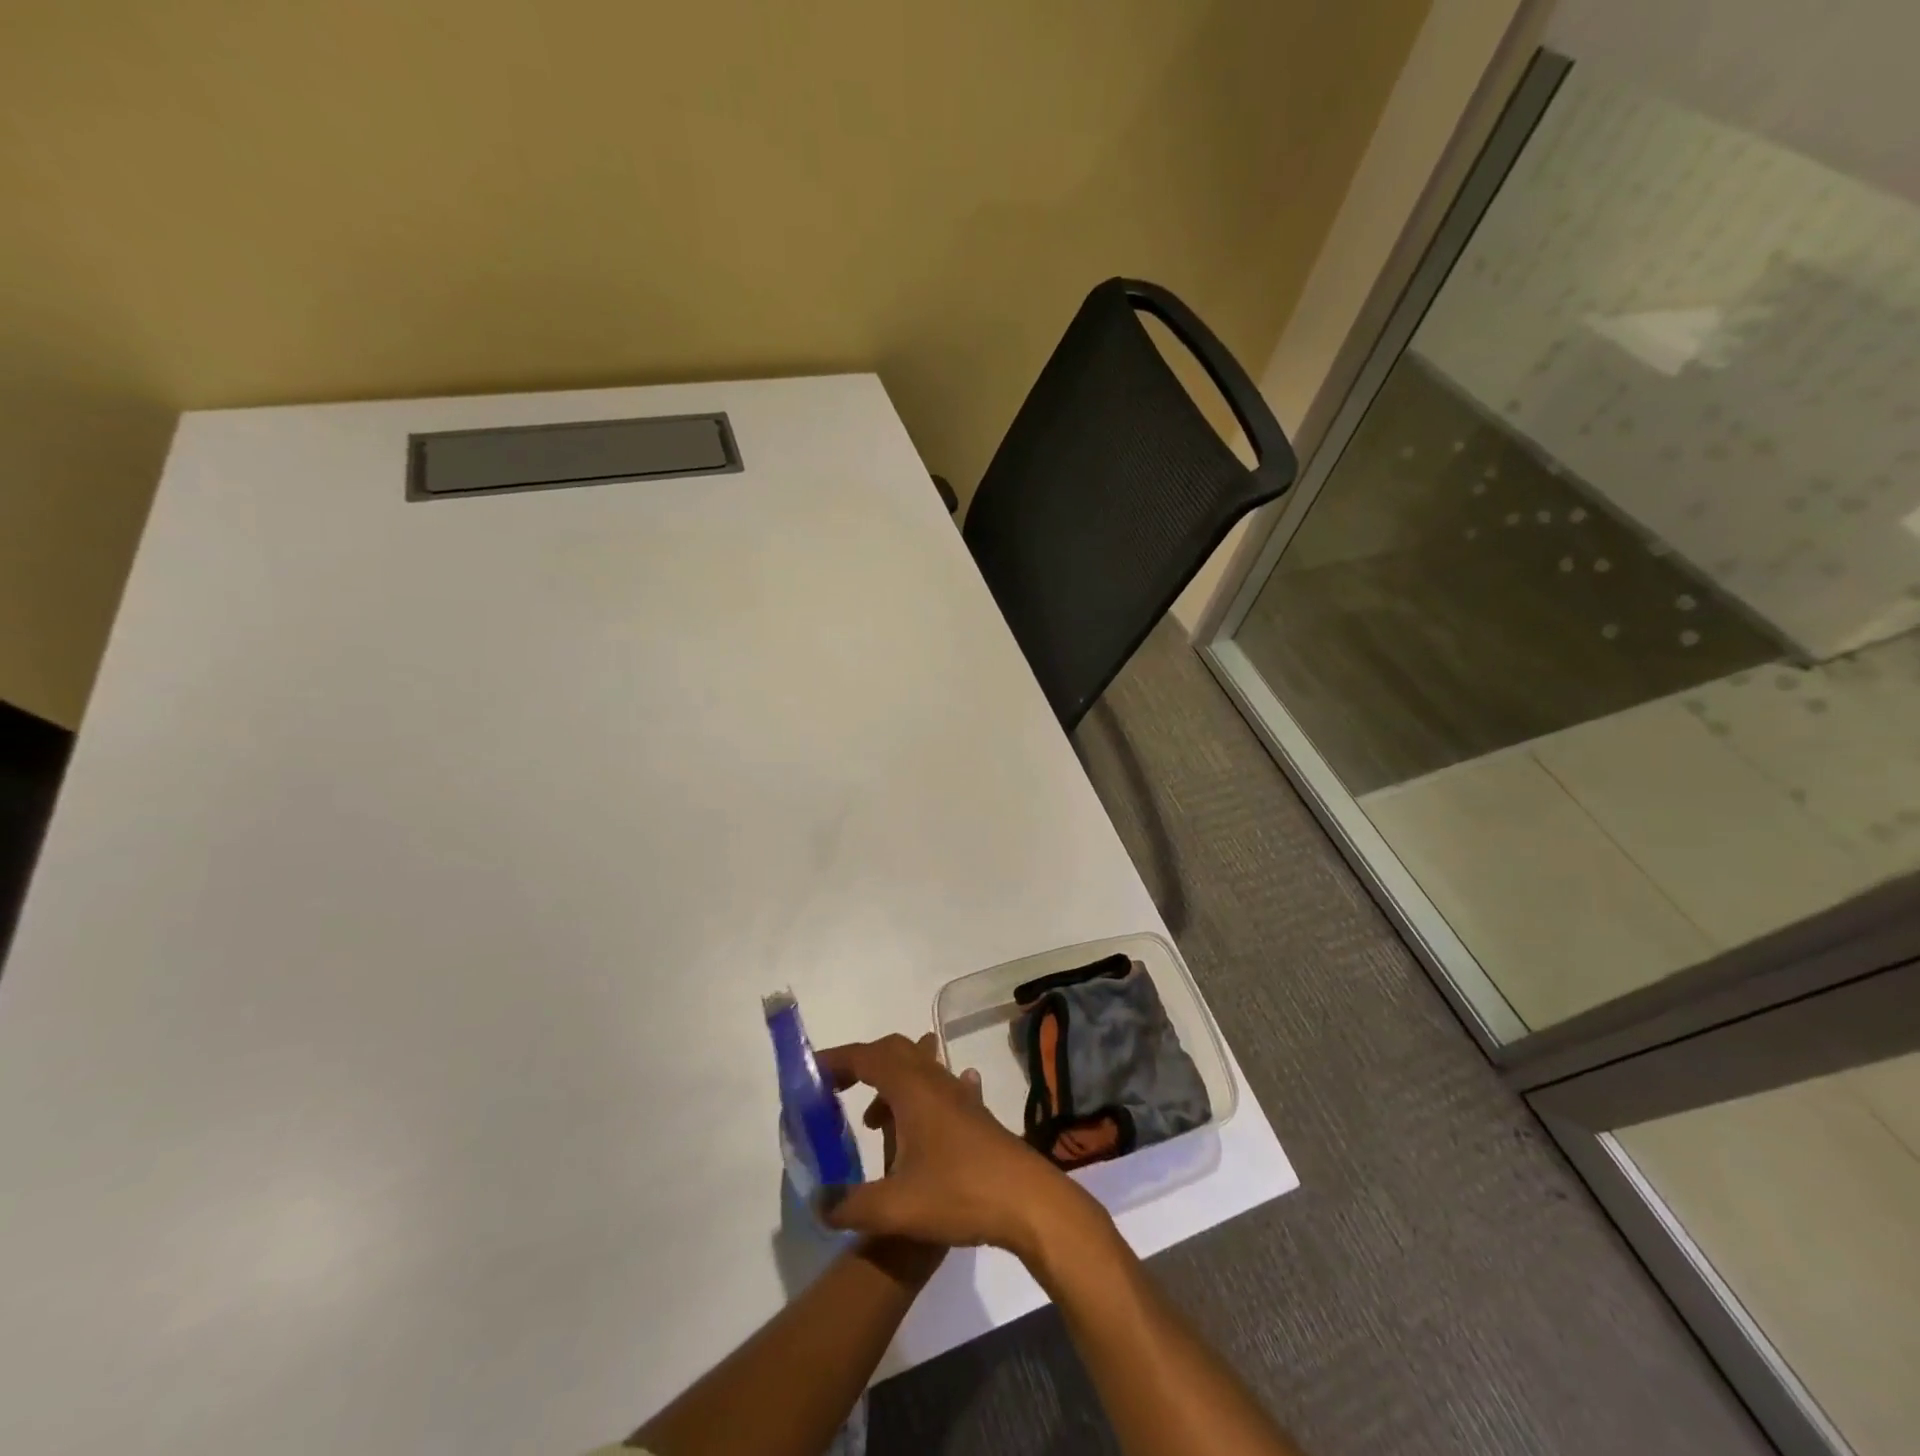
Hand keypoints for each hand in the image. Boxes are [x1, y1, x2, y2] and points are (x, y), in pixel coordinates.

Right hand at [815, 1033, 1096, 1258]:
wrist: (1028, 1201)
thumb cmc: (960, 1193)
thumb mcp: (896, 1208)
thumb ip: (850, 1204)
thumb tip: (818, 1202)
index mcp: (912, 1089)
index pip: (866, 1057)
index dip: (835, 1060)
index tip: (811, 1074)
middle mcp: (935, 1081)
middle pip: (893, 1051)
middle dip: (861, 1065)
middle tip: (836, 1091)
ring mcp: (959, 1095)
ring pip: (917, 1069)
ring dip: (889, 1085)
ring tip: (873, 1124)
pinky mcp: (974, 1114)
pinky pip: (938, 1088)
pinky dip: (916, 1097)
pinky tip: (919, 1126)